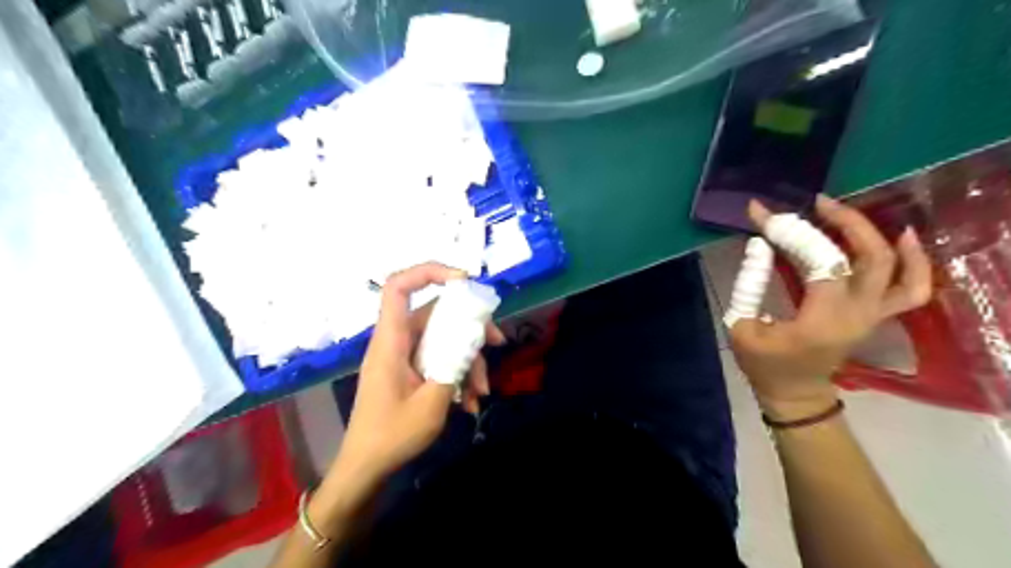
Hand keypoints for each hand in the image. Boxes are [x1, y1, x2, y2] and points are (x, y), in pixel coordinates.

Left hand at [328, 263, 504, 500]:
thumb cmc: (391, 436)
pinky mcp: (411, 370)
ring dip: (468, 360)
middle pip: (436, 314)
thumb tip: (473, 341)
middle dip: (470, 327)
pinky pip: (439, 359)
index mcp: (391, 341)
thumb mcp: (431, 404)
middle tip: (497, 342)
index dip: (429, 272)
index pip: (398, 288)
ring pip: (443, 339)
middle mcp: (397, 341)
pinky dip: (458, 375)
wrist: (366, 468)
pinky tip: (470, 402)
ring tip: (482, 392)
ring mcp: (405, 356)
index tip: (464, 281)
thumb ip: (454, 366)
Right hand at [726, 197, 930, 418]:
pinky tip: (899, 236)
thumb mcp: (742, 327)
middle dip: (842, 222)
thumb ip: (748, 285)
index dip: (790, 232)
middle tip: (813, 203)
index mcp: (821, 320)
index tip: (761, 213)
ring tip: (846, 212)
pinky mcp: (876, 315)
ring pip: (897, 268)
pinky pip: (911, 287)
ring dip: (874, 234)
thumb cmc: (764, 365)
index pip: (818, 262)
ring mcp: (873, 315)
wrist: (795, 393)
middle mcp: (857, 314)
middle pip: (868, 257)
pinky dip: (913, 260)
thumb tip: (759, 245)